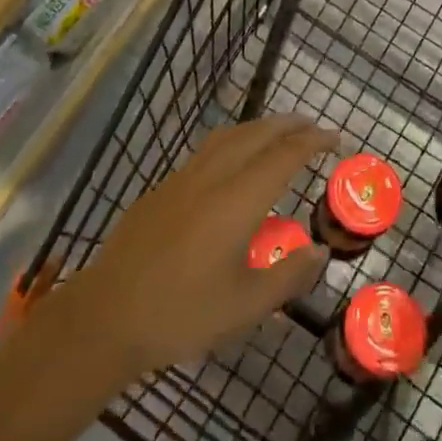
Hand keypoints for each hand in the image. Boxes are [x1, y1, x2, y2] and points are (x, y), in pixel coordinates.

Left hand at [62, 116, 333, 377]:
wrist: (107, 315)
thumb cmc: (182, 313)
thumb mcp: (245, 306)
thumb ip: (288, 276)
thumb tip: (320, 252)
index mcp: (238, 200)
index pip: (284, 156)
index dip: (312, 142)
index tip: (334, 138)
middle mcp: (213, 177)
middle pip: (256, 135)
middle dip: (288, 125)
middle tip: (313, 127)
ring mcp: (182, 179)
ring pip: (228, 136)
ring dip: (259, 128)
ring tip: (277, 133)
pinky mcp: (162, 189)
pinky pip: (207, 150)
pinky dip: (233, 142)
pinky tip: (232, 161)